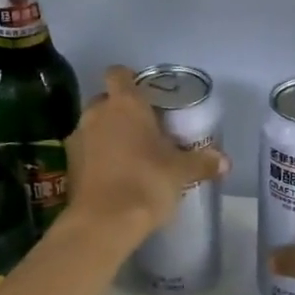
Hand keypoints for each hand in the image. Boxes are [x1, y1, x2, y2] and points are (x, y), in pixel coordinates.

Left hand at [66, 66, 227, 245]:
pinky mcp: (69, 164)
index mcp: (125, 103)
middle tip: (143, 128)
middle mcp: (97, 113)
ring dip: (107, 134)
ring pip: (94, 125)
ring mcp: (78, 137)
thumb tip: (225, 162)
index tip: (146, 94)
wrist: (104, 222)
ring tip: (130, 154)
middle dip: (120, 110)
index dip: (130, 79)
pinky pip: (86, 150)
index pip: (118, 73)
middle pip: (106, 99)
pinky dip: (97, 156)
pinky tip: (114, 175)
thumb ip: (202, 162)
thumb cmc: (147, 182)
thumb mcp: (181, 172)